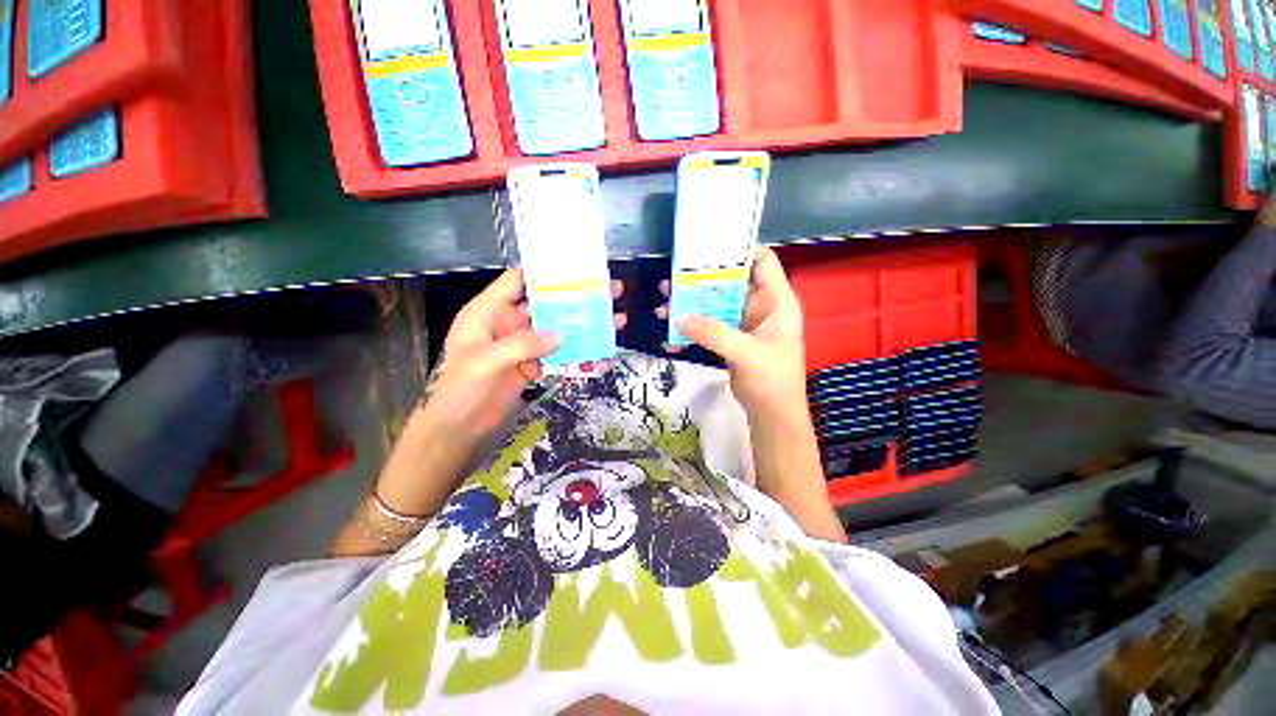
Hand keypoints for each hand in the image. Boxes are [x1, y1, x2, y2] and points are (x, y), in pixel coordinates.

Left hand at [423, 269, 626, 444]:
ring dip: (586, 327)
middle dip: (578, 299)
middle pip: (548, 305)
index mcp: (489, 312)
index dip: (546, 273)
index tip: (579, 268)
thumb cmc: (459, 391)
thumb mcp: (483, 362)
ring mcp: (524, 346)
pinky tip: (602, 357)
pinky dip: (580, 357)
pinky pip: (561, 357)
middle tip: (611, 291)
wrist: (458, 433)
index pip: (518, 281)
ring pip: (559, 330)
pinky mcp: (534, 367)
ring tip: (616, 322)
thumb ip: (520, 345)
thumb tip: (559, 335)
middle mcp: (509, 324)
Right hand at [659, 247, 807, 424]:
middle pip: (731, 282)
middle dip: (702, 280)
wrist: (772, 416)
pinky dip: (693, 327)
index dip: (739, 250)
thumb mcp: (745, 353)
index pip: (762, 261)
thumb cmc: (771, 381)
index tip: (707, 248)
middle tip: (672, 279)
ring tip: (664, 303)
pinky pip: (710, 326)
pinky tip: (672, 332)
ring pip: (716, 304)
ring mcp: (744, 324)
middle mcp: (761, 307)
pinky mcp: (731, 339)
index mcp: (776, 301)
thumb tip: (678, 317)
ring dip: (692, 304)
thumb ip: (713, 333)